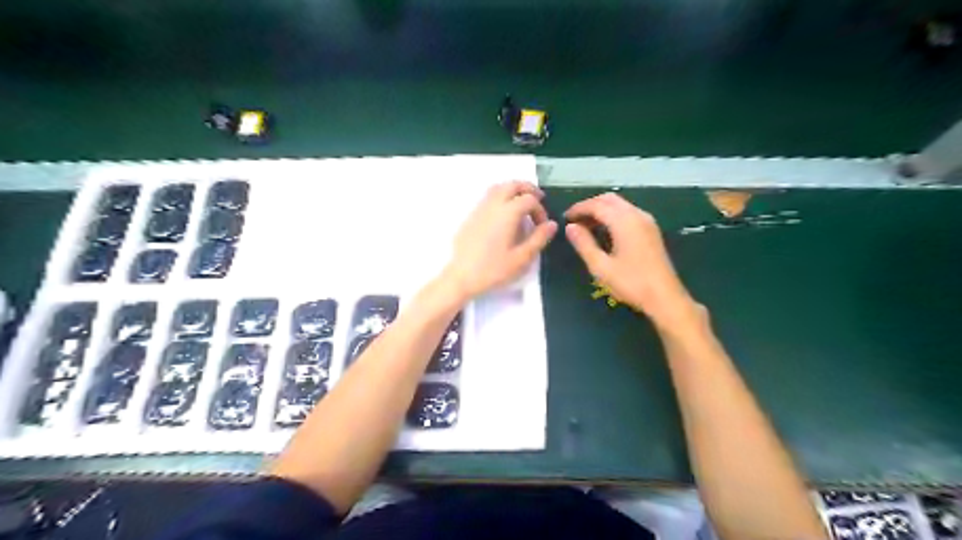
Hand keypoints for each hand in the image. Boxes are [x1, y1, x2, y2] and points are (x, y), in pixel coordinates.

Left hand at [441, 181, 556, 298]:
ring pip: (498, 188)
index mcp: (508, 213)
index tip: (542, 225)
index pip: (529, 199)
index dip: (540, 209)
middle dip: (527, 189)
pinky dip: (500, 197)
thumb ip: (539, 238)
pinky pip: (488, 197)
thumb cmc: (493, 269)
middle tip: (538, 200)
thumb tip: (552, 224)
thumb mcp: (522, 258)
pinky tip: (503, 215)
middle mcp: (493, 205)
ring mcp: (479, 209)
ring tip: (521, 204)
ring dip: (513, 191)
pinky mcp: (471, 216)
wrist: (461, 277)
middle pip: (512, 185)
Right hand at [566, 193, 703, 330]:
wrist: (664, 297)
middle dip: (590, 206)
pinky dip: (613, 216)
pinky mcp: (651, 230)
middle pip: (609, 200)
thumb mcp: (601, 267)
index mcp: (624, 221)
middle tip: (574, 220)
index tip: (565, 218)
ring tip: (586, 226)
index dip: (579, 209)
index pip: (596, 205)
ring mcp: (647, 221)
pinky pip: (628, 213)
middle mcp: (637, 215)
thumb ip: (584, 244)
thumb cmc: (631, 283)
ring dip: (602, 210)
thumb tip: (570, 227)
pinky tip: (605, 231)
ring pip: (620, 205)